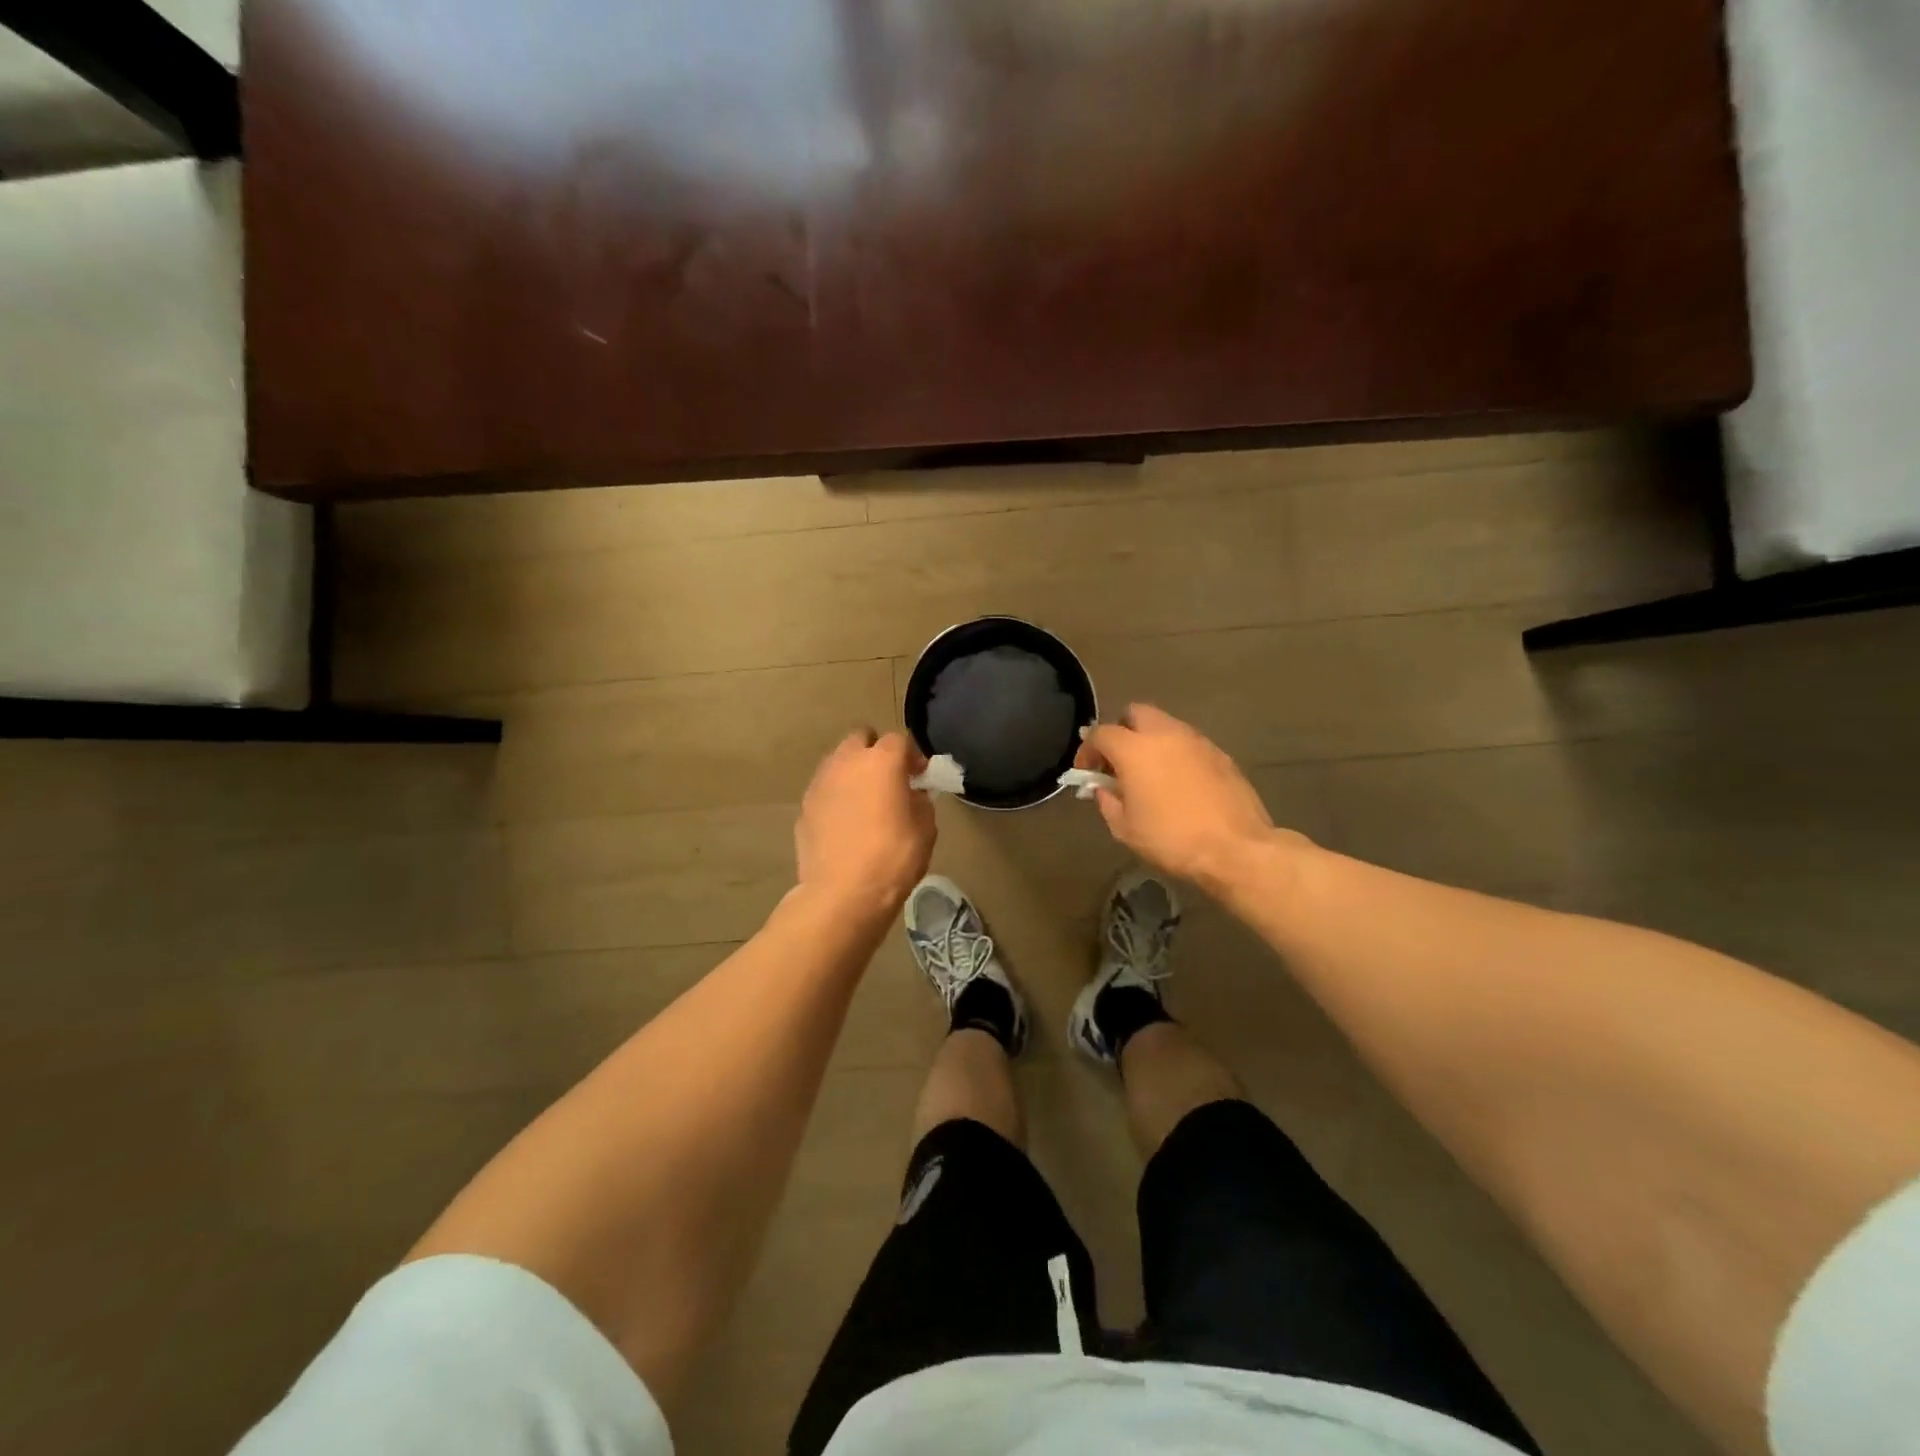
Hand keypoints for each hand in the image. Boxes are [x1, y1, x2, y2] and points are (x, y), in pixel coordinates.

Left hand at [795, 730, 936, 917]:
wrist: (843, 894)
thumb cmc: (892, 858)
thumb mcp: (925, 829)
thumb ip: (920, 801)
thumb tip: (911, 794)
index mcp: (881, 761)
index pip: (899, 740)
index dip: (912, 756)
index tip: (920, 776)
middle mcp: (846, 762)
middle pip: (860, 739)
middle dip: (875, 752)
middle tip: (888, 779)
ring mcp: (820, 783)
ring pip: (837, 762)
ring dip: (852, 772)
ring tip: (864, 801)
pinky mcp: (804, 807)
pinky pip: (824, 790)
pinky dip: (836, 797)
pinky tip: (845, 823)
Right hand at [1076, 704, 1284, 892]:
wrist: (1236, 848)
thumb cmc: (1171, 839)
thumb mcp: (1125, 828)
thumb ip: (1107, 801)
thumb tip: (1104, 789)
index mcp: (1134, 749)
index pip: (1100, 733)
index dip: (1087, 750)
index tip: (1086, 772)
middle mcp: (1165, 733)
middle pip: (1135, 713)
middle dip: (1121, 731)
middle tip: (1118, 762)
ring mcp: (1196, 740)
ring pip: (1165, 725)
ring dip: (1150, 741)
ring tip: (1149, 773)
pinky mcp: (1220, 753)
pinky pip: (1188, 743)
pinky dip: (1175, 753)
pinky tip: (1178, 782)